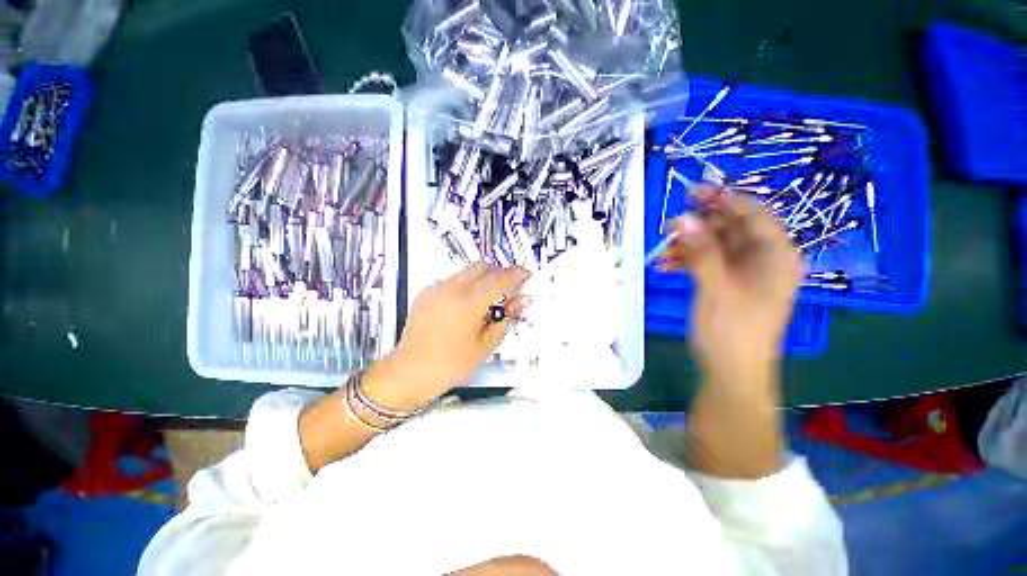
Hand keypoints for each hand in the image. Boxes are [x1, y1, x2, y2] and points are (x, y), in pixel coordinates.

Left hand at [364, 263, 528, 408]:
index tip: (526, 275)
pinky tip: (469, 305)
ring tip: (489, 299)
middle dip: (499, 273)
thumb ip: (505, 319)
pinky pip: (454, 280)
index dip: (515, 275)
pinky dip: (468, 285)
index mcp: (467, 303)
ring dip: (483, 278)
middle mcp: (451, 289)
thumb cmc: (450, 365)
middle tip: (509, 289)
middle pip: (482, 266)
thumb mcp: (485, 346)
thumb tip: (520, 302)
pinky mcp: (427, 292)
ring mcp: (436, 288)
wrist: (408, 372)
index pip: (498, 279)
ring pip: (467, 271)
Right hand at [657, 185, 804, 380]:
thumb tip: (682, 219)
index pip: (753, 214)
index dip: (724, 199)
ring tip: (662, 252)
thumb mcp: (715, 288)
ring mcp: (746, 273)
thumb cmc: (731, 332)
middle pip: (731, 228)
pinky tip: (665, 266)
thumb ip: (701, 252)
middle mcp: (764, 259)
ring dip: (688, 246)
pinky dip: (687, 261)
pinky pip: (708, 263)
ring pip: (715, 245)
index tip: (692, 193)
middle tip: (669, 225)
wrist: (732, 373)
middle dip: (699, 225)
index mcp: (776, 256)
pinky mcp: (729, 284)